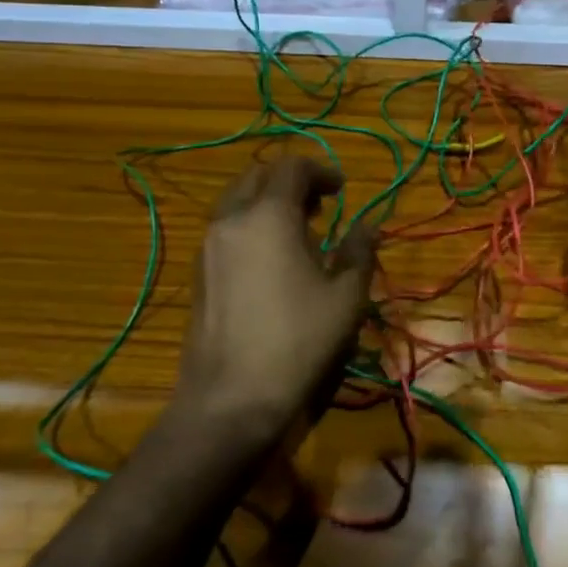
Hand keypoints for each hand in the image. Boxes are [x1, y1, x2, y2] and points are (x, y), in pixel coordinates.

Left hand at [175, 155, 376, 448]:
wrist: (230, 399)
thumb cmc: (298, 341)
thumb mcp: (345, 297)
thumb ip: (358, 251)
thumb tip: (368, 226)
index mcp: (269, 215)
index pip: (292, 167)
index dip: (321, 170)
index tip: (342, 190)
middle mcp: (232, 219)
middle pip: (259, 176)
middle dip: (291, 181)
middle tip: (320, 205)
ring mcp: (209, 246)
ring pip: (238, 201)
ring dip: (268, 202)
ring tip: (299, 231)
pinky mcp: (199, 272)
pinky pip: (227, 228)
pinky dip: (251, 224)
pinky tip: (272, 259)